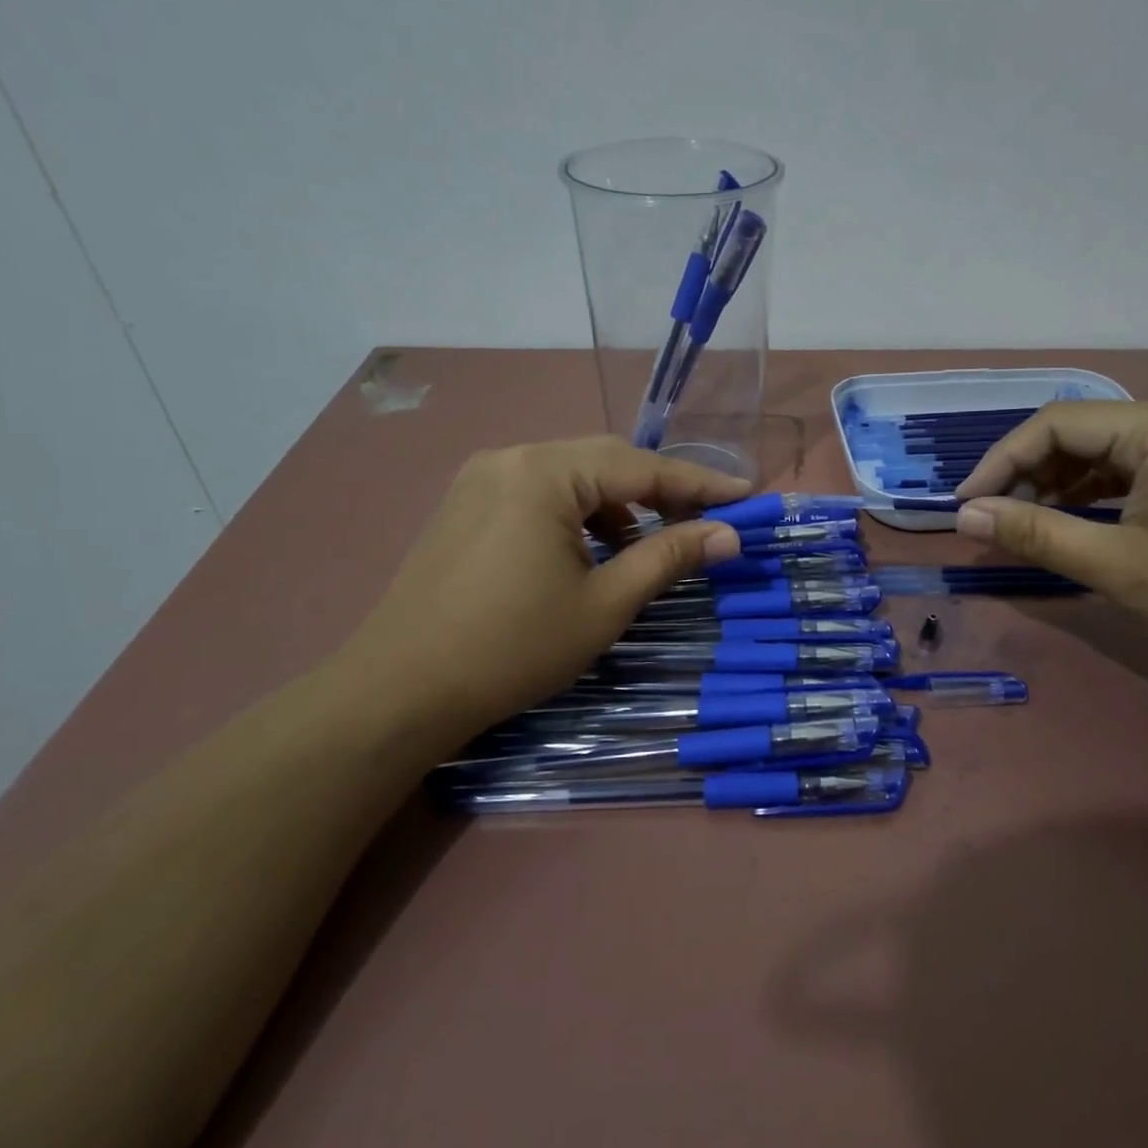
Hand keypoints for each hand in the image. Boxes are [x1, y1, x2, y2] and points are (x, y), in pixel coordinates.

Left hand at [335, 436, 748, 744]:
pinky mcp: (466, 504)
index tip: (746, 497)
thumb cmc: (514, 647)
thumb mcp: (605, 604)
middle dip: (659, 490)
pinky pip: (539, 493)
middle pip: (605, 462)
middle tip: (707, 518)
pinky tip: (589, 552)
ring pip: (571, 477)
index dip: (700, 484)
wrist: (401, 690)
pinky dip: (577, 515)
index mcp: (545, 472)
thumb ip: (669, 557)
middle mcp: (511, 457)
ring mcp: (481, 479)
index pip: (641, 467)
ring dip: (617, 504)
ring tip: (645, 546)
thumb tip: (729, 535)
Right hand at [954, 400, 1147, 662]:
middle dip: (1026, 474)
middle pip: (1074, 432)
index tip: (966, 505)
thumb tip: (966, 516)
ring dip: (1051, 486)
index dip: (1001, 461)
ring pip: (1094, 451)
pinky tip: (1066, 523)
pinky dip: (1084, 494)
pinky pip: (1120, 469)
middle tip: (993, 520)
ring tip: (1022, 526)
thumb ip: (1036, 535)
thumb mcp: (1117, 567)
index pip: (1056, 423)